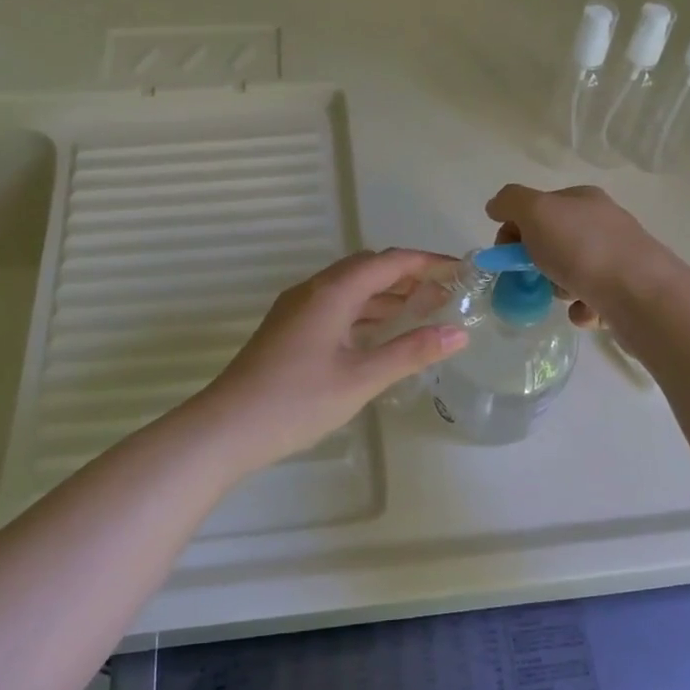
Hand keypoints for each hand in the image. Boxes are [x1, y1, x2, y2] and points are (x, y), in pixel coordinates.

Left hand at [192, 248, 468, 473]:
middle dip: (408, 276)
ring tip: (422, 311)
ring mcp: (297, 309)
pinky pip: (336, 306)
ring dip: (386, 294)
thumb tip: (458, 333)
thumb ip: (411, 352)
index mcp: (332, 292)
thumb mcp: (361, 378)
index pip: (389, 262)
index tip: (461, 271)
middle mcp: (314, 290)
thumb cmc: (297, 401)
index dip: (428, 262)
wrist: (227, 427)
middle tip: (445, 294)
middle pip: (368, 268)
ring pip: (350, 288)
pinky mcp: (289, 329)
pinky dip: (365, 311)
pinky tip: (380, 333)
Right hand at [485, 184, 670, 327]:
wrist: (641, 295)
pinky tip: (585, 312)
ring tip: (565, 296)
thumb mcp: (536, 211)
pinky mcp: (627, 292)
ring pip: (570, 273)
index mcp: (583, 199)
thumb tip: (495, 206)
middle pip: (552, 242)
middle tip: (533, 276)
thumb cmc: (583, 248)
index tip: (504, 253)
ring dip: (558, 288)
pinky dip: (582, 309)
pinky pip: (591, 301)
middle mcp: (603, 224)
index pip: (537, 208)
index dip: (514, 228)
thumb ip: (510, 202)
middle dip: (535, 261)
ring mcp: (618, 258)